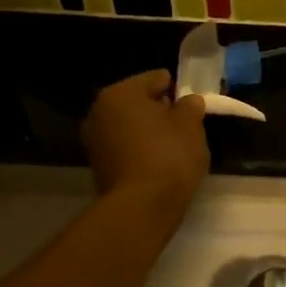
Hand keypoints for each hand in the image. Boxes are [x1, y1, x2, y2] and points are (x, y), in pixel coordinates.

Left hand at [82, 71, 210, 220]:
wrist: (141, 207)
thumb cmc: (168, 156)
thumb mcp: (191, 125)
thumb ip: (190, 106)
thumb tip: (187, 101)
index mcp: (120, 93)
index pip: (155, 78)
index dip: (177, 89)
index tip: (192, 106)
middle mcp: (99, 111)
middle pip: (138, 102)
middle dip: (159, 111)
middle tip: (184, 126)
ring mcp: (94, 140)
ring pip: (130, 125)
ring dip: (148, 131)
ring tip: (173, 147)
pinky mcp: (97, 166)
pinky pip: (124, 147)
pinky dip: (139, 150)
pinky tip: (158, 163)